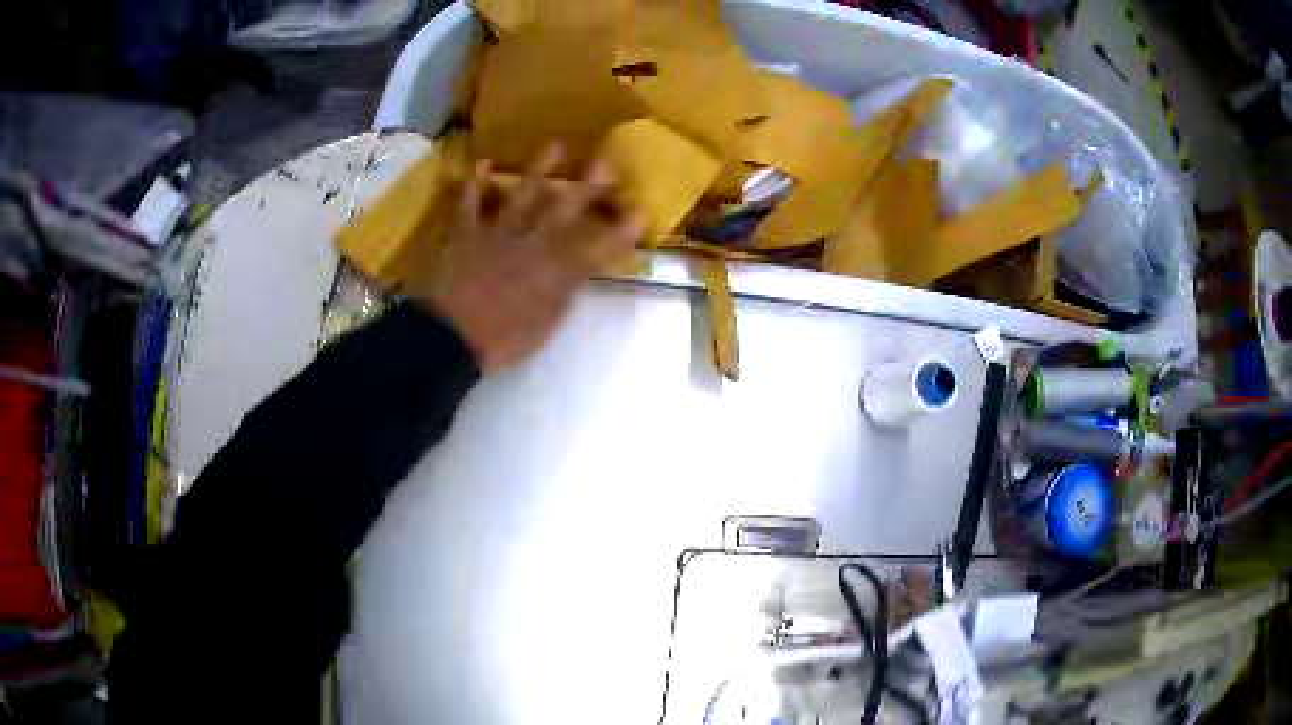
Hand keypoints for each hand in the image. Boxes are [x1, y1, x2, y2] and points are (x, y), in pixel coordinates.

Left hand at [428, 145, 645, 372]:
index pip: (597, 248)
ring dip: (540, 169)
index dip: (621, 231)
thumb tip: (578, 273)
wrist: (451, 337)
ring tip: (556, 145)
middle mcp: (532, 244)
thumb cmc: (502, 340)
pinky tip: (483, 163)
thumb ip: (563, 294)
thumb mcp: (545, 326)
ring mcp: (497, 234)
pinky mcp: (466, 234)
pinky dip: (476, 185)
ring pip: (523, 196)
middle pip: (564, 211)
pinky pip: (471, 204)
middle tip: (606, 162)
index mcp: (555, 271)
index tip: (640, 212)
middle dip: (588, 186)